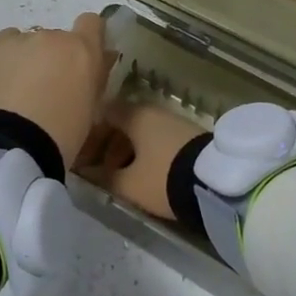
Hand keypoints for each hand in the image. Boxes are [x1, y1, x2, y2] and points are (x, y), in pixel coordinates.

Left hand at [0, 13, 113, 166]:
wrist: (4, 149)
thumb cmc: (58, 139)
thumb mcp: (89, 113)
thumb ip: (92, 81)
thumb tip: (96, 64)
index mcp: (80, 51)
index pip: (91, 24)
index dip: (86, 39)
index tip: (79, 61)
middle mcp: (48, 37)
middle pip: (53, 40)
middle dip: (50, 60)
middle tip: (41, 93)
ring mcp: (13, 40)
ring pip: (22, 45)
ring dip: (22, 62)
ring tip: (11, 97)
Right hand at [74, 99, 205, 220]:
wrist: (215, 183)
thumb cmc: (164, 177)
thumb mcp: (129, 184)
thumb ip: (104, 178)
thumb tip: (86, 173)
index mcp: (134, 115)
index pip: (102, 114)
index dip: (88, 134)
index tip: (80, 154)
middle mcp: (152, 111)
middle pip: (121, 124)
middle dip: (107, 146)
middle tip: (97, 170)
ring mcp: (172, 121)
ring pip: (140, 133)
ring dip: (126, 152)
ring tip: (119, 178)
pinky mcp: (187, 135)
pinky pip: (156, 140)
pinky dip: (144, 153)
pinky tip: (143, 174)